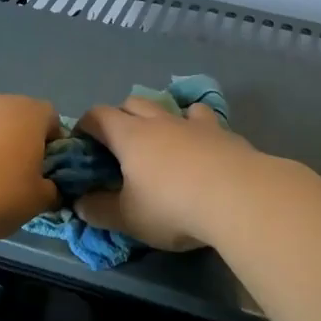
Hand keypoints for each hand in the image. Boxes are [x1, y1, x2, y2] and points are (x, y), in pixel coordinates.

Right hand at [74, 98, 258, 250]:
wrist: (240, 198)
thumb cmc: (172, 206)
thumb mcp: (128, 218)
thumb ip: (99, 210)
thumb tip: (80, 204)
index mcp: (130, 136)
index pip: (98, 116)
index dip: (86, 125)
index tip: (82, 142)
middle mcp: (159, 122)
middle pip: (133, 103)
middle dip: (121, 117)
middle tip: (119, 144)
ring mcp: (195, 124)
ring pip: (170, 106)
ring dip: (160, 117)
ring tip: (162, 140)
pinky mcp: (225, 134)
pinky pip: (204, 120)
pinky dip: (196, 127)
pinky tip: (201, 144)